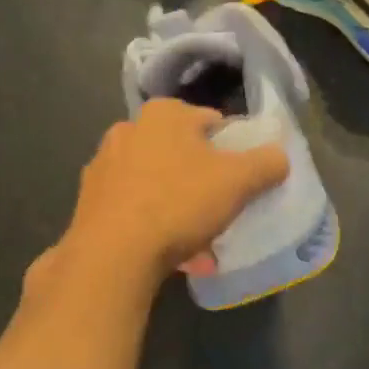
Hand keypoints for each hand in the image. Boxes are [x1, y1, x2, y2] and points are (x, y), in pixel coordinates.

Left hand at [58, 98, 288, 282]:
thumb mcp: (238, 181)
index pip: (211, 122)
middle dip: (202, 180)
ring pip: (157, 183)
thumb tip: (279, 156)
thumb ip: (266, 163)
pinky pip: (134, 208)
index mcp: (164, 114)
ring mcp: (104, 166)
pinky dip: (154, 224)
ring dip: (178, 206)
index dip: (232, 149)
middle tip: (221, 209)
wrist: (112, 253)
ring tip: (199, 240)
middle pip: (181, 153)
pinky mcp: (89, 201)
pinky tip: (171, 253)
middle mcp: (128, 130)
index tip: (242, 179)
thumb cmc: (179, 202)